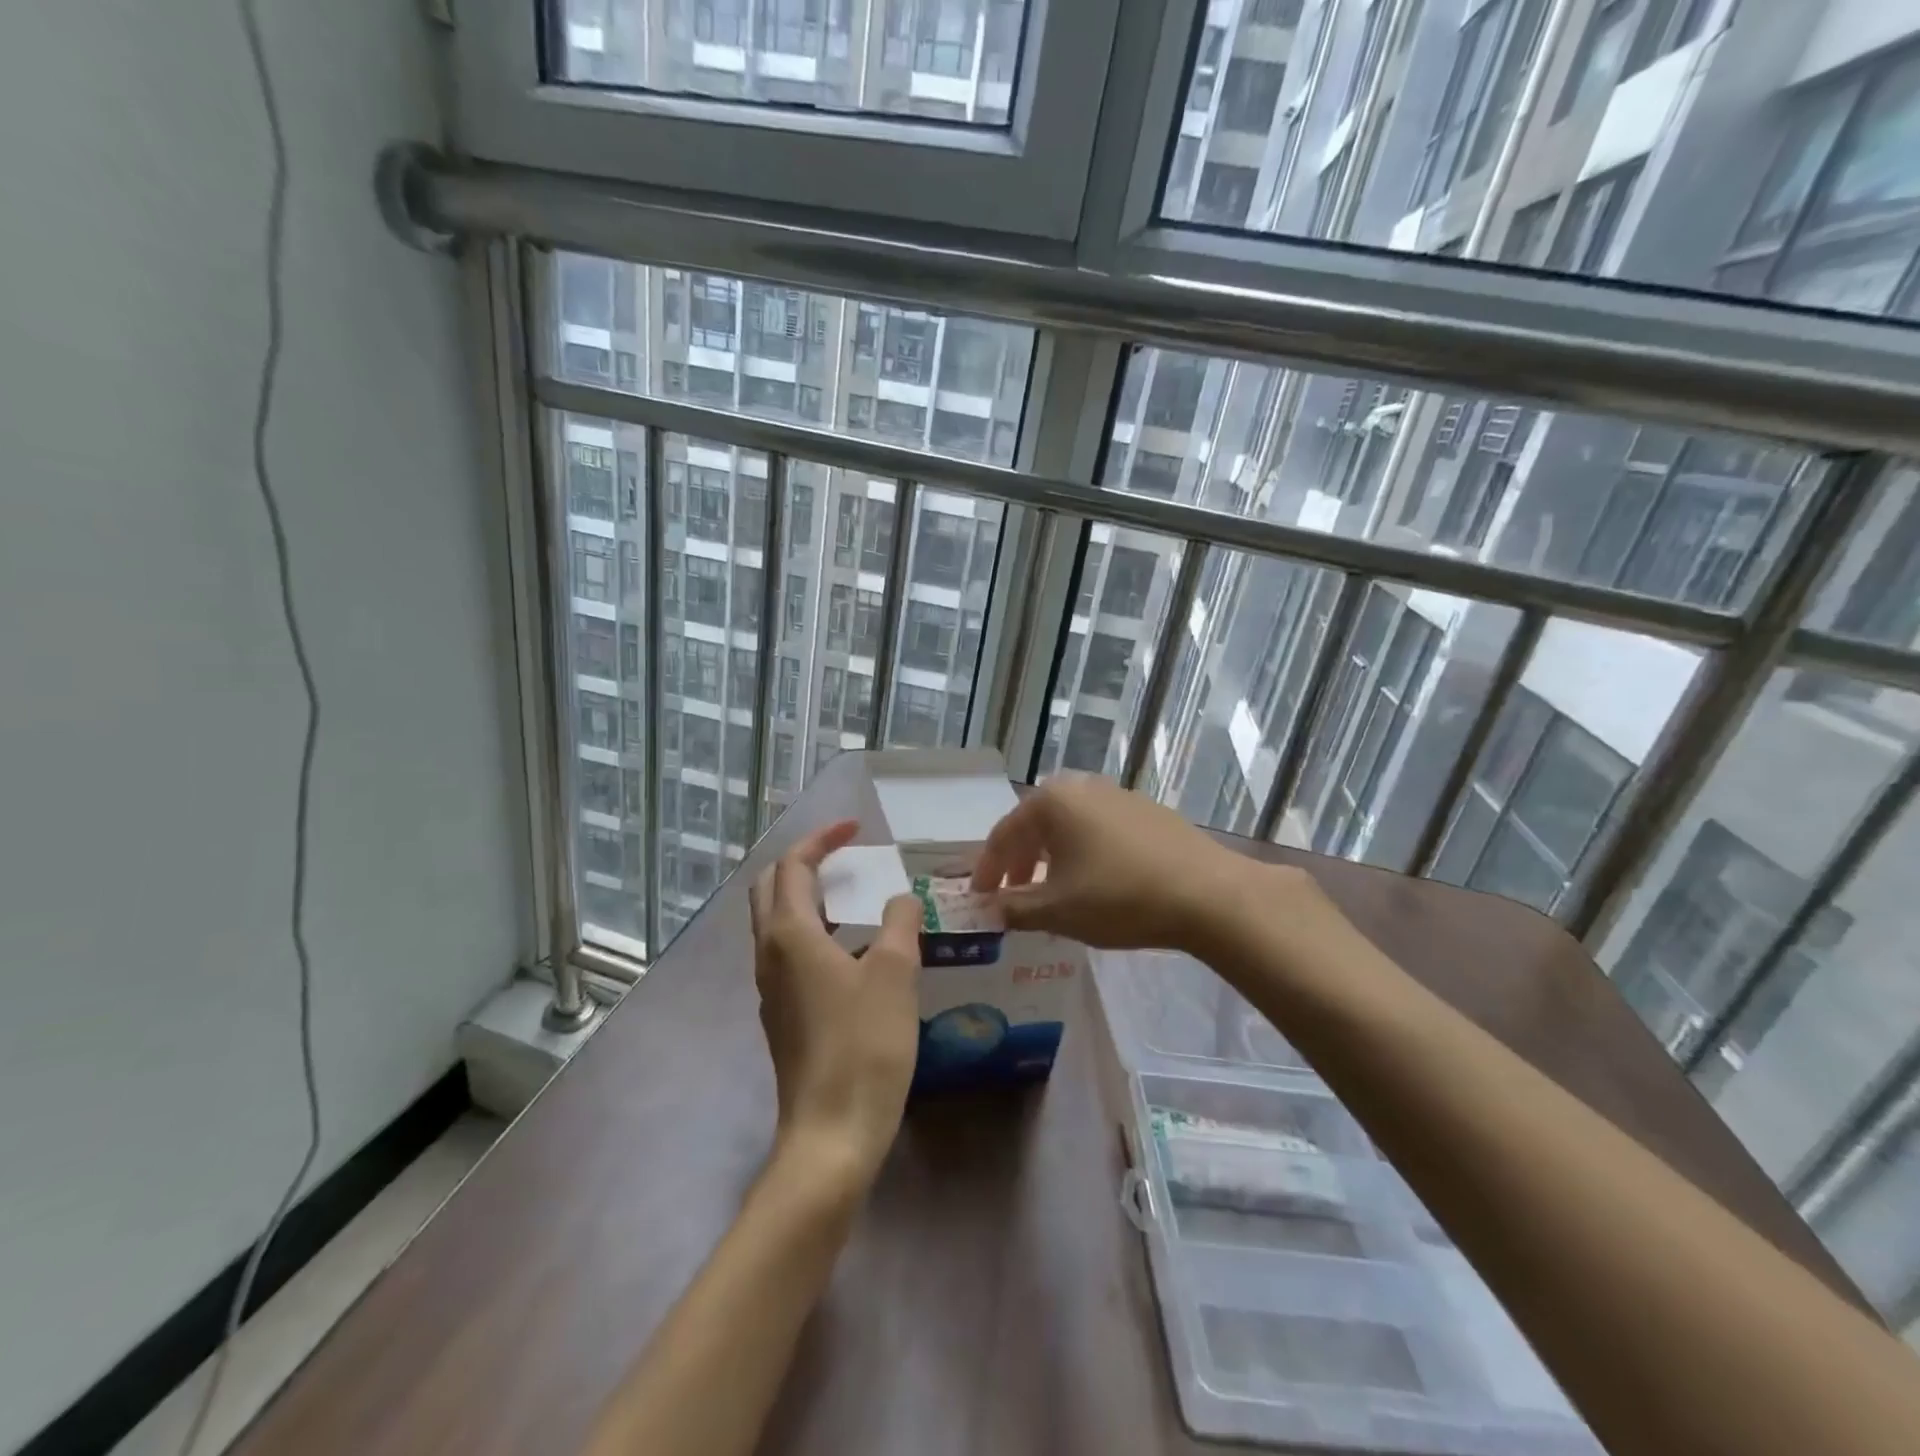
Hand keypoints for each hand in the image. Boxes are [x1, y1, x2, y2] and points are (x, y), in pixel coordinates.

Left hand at [750, 819, 921, 1187]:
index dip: (822, 839)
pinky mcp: (782, 1015)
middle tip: (843, 855)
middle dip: (802, 862)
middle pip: (771, 888)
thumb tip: (899, 899)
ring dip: (805, 897)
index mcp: (790, 934)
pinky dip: (811, 930)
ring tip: (850, 895)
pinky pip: (788, 953)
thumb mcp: (894, 973)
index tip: (855, 828)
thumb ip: (898, 923)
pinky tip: (850, 949)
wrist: (832, 1132)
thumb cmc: (864, 1045)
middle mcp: (770, 954)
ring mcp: (771, 988)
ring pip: (776, 923)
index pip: (793, 866)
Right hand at [969, 773, 1292, 951]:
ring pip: (1068, 827)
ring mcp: (1117, 795)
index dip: (987, 870)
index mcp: (1051, 801)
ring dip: (1051, 859)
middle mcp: (1081, 786)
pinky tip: (1094, 882)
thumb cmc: (1119, 897)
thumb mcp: (1057, 910)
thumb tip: (987, 909)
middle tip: (1012, 896)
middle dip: (1019, 862)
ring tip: (1051, 893)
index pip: (1003, 835)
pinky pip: (1098, 830)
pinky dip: (1083, 854)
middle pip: (1035, 825)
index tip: (978, 899)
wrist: (1208, 893)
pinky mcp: (1147, 811)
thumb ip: (1013, 908)